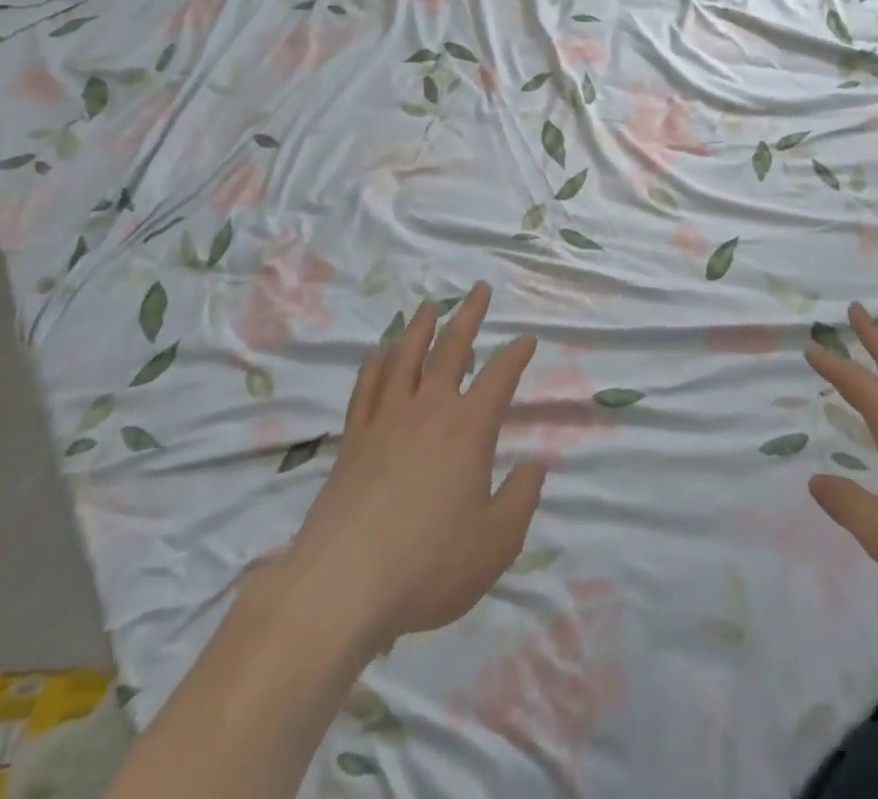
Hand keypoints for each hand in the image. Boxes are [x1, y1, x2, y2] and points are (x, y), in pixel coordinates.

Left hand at [270, 283, 546, 650]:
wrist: (341, 588)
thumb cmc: (429, 565)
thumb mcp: (497, 541)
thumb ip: (522, 498)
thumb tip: (536, 464)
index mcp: (469, 428)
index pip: (500, 376)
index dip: (517, 354)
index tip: (527, 339)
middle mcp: (429, 410)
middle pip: (451, 349)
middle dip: (469, 316)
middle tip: (479, 289)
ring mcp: (386, 421)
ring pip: (405, 358)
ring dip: (421, 328)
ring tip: (430, 305)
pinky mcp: (352, 441)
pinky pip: (366, 389)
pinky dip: (374, 364)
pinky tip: (378, 351)